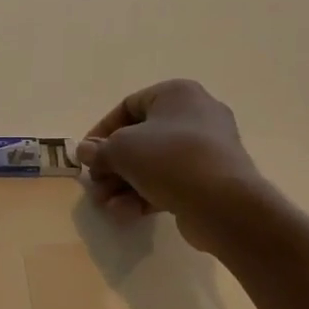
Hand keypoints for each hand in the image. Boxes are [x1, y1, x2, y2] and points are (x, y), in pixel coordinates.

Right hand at [75, 81, 260, 250]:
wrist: (223, 202)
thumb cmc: (168, 159)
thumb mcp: (121, 149)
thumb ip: (99, 150)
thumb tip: (84, 152)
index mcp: (177, 94)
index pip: (128, 106)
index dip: (101, 132)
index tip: (86, 156)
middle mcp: (196, 114)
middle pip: (140, 139)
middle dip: (112, 166)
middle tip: (96, 186)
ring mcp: (207, 148)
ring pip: (153, 164)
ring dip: (125, 185)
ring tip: (108, 206)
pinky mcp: (212, 178)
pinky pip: (171, 181)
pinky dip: (146, 194)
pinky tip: (127, 214)